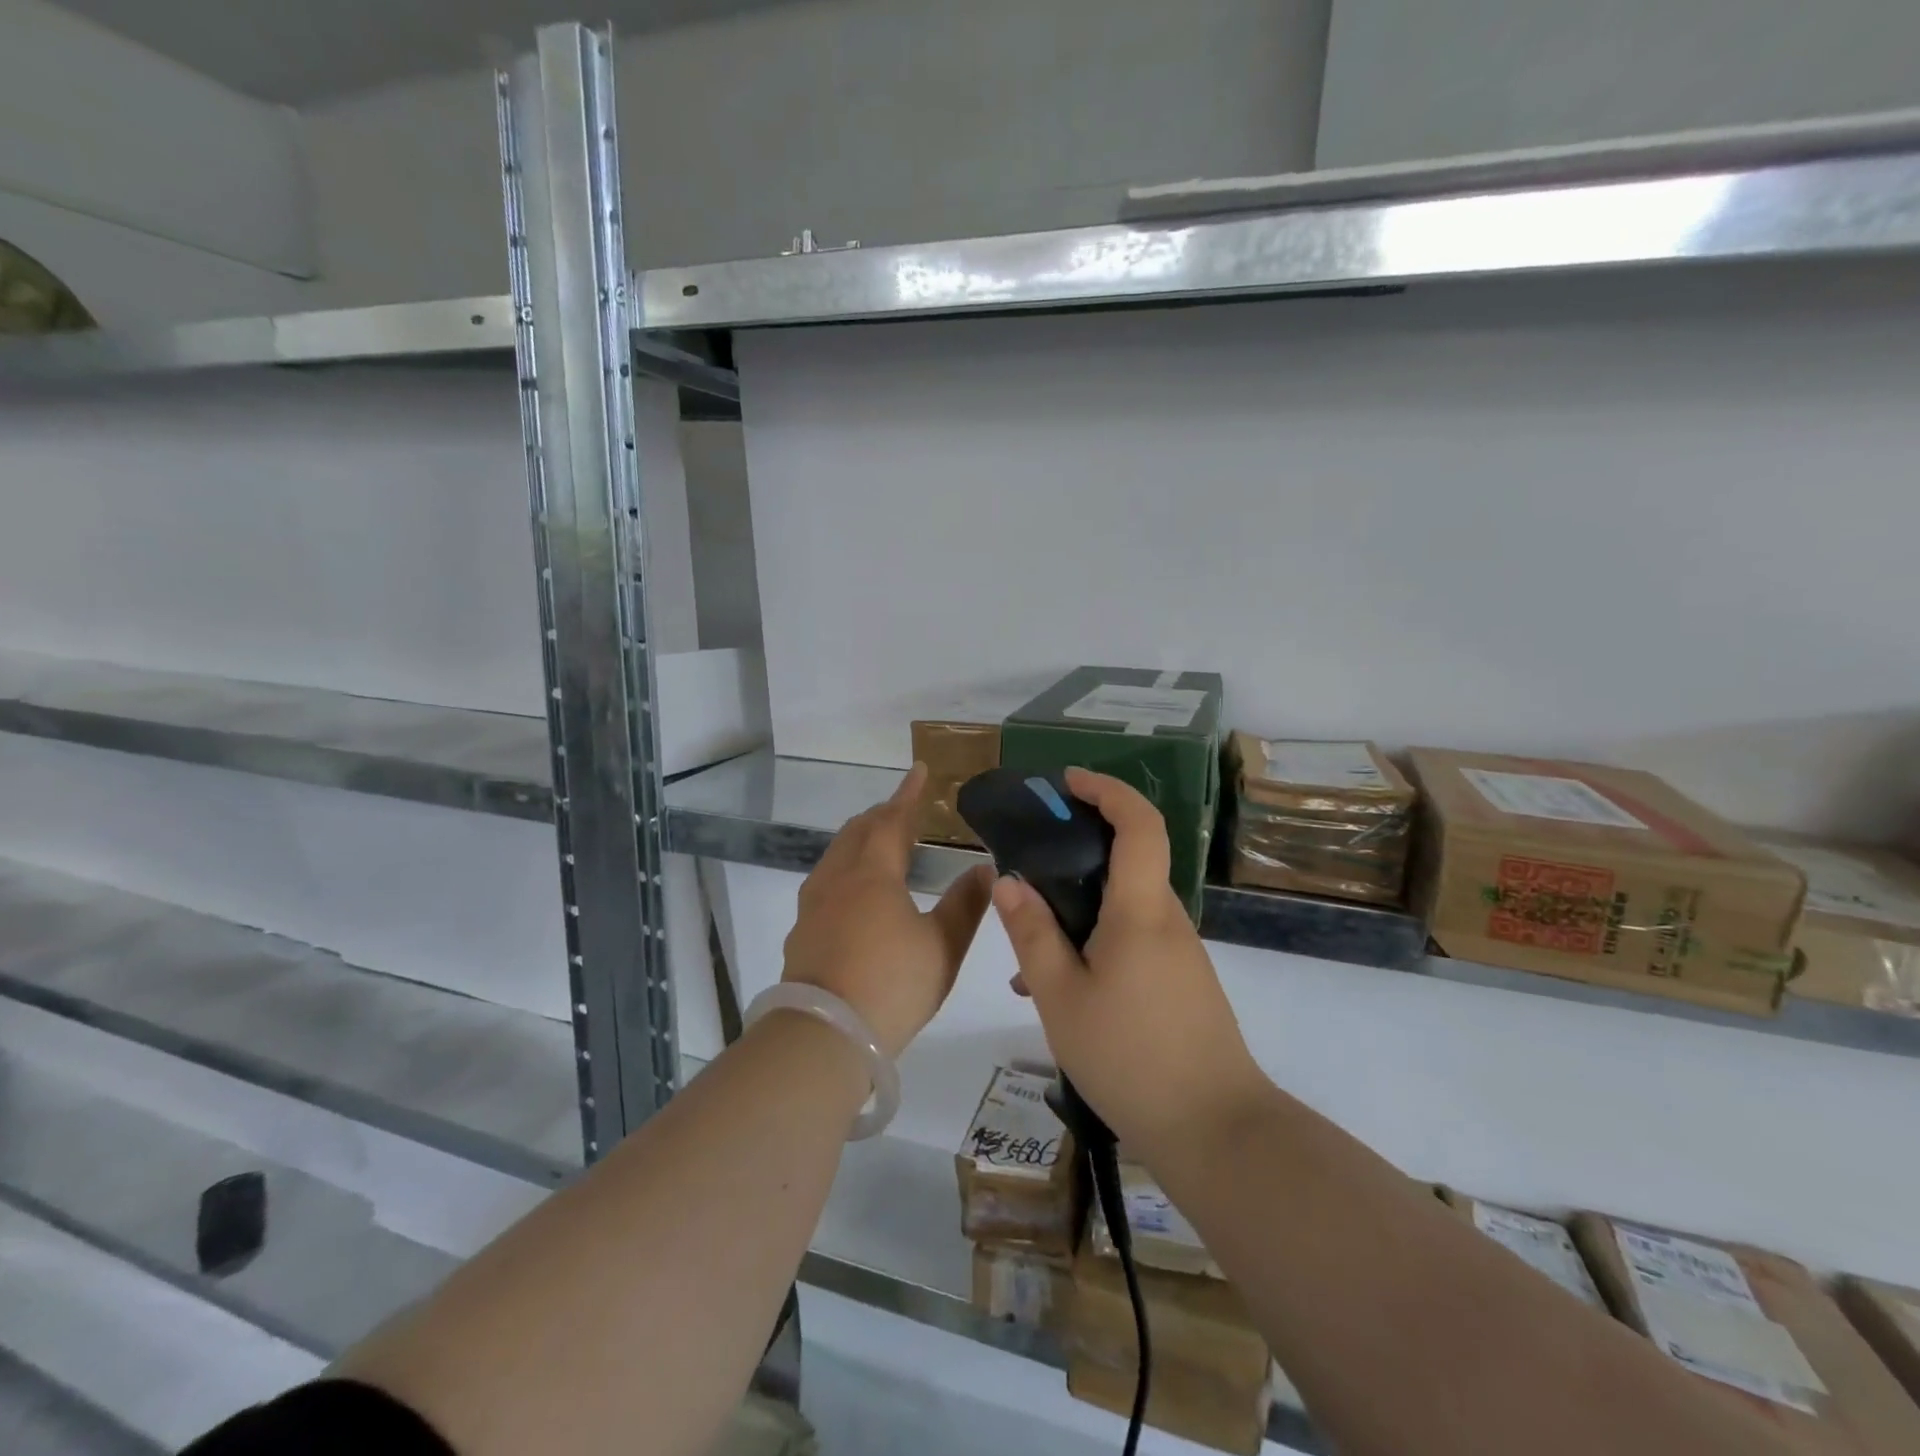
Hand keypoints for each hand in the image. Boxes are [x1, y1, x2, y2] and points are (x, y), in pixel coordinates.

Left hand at [782, 763, 994, 1059]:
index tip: (920, 770)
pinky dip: (845, 869)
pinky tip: (853, 893)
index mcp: (873, 874)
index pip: (892, 820)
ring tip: (878, 844)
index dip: (909, 794)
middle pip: (857, 832)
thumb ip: (965, 905)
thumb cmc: (891, 985)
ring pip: (836, 856)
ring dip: (859, 840)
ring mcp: (813, 906)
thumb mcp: (942, 947)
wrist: (823, 1037)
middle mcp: (838, 880)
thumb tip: (985, 869)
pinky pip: (825, 882)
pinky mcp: (802, 933)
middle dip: (881, 815)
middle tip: (903, 810)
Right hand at [993, 768, 1266, 1159]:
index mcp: (1140, 910)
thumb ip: (1032, 934)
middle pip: (1130, 859)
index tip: (1068, 782)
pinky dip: (1097, 942)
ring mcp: (1180, 952)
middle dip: (1080, 850)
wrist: (1215, 1131)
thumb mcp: (1062, 997)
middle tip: (1030, 867)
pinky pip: (1134, 940)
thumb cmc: (1130, 1058)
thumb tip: (1009, 881)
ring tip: (1030, 957)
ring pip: (1126, 907)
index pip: (1139, 824)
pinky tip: (1062, 990)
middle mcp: (1166, 919)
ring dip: (1081, 909)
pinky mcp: (1182, 981)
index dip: (1107, 790)